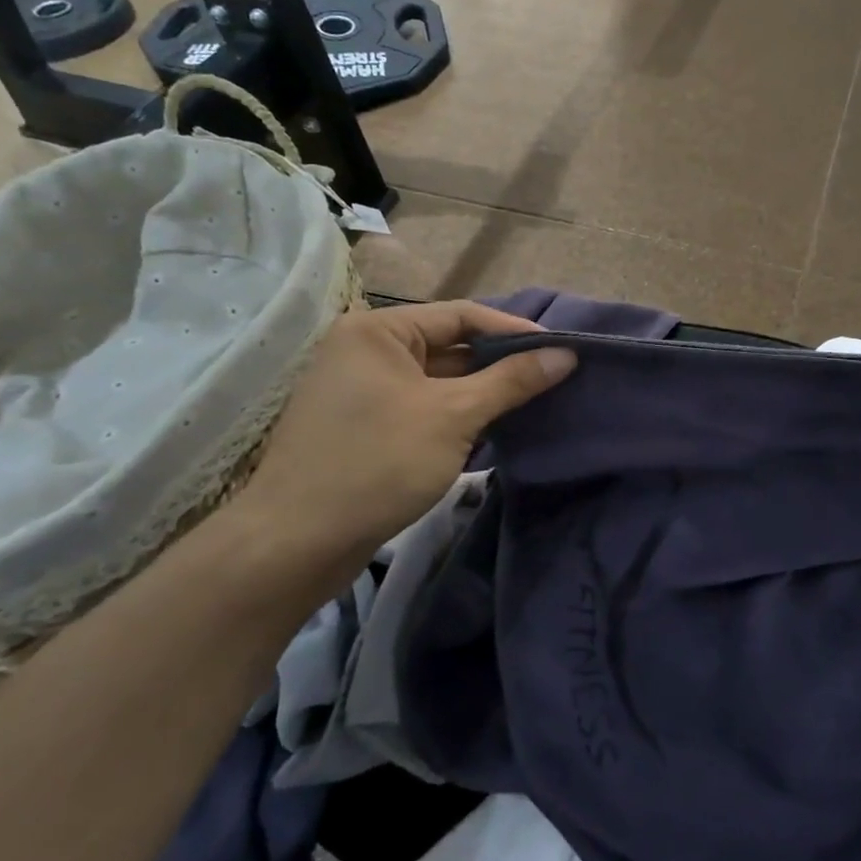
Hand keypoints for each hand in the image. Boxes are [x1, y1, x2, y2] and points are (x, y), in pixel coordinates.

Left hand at [226, 302, 574, 576]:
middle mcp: (366, 349)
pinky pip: (422, 406)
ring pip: (438, 380)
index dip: (514, 331)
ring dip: (482, 392)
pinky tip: (494, 430)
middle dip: (500, 364)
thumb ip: (512, 381)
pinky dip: (457, 414)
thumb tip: (565, 355)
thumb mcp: (454, 415)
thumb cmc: (377, 464)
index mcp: (379, 330)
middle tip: (552, 378)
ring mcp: (362, 389)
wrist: (294, 545)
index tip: (561, 351)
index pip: (462, 315)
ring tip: (533, 403)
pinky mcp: (364, 425)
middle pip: (450, 345)